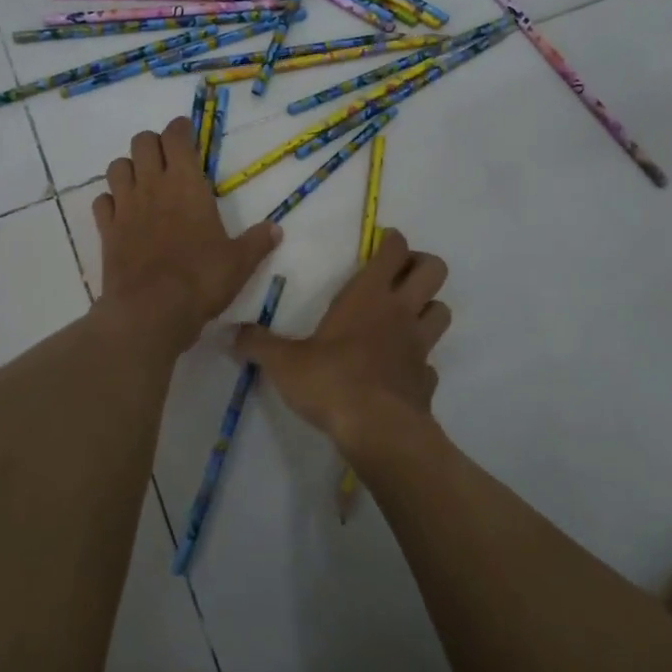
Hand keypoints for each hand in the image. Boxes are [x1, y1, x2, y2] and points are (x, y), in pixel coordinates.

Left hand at [93, 117, 280, 351]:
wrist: (151, 310)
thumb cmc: (201, 279)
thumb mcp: (239, 262)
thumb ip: (256, 242)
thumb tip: (276, 230)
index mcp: (186, 184)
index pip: (175, 137)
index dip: (180, 128)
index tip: (186, 131)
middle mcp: (152, 186)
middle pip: (141, 142)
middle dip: (153, 143)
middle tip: (167, 158)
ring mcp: (125, 208)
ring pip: (117, 167)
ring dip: (129, 167)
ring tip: (143, 181)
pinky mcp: (106, 231)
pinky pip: (101, 202)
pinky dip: (110, 201)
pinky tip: (122, 212)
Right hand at [233, 228, 450, 458]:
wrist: (377, 430)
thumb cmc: (331, 381)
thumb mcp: (283, 362)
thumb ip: (257, 344)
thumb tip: (229, 333)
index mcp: (369, 296)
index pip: (395, 251)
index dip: (393, 241)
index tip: (384, 241)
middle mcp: (400, 312)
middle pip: (434, 270)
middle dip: (422, 264)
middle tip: (400, 274)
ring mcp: (419, 346)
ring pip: (442, 311)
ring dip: (429, 309)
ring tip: (406, 317)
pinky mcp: (426, 380)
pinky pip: (430, 362)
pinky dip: (420, 361)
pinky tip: (401, 370)